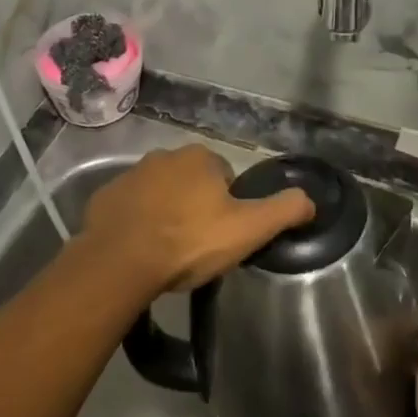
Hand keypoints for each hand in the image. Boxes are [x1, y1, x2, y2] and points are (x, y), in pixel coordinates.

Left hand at [82, 146, 314, 296]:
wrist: (121, 260)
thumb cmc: (189, 241)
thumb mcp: (247, 229)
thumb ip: (283, 211)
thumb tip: (311, 199)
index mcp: (201, 158)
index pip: (225, 176)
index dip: (228, 205)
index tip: (224, 234)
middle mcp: (165, 155)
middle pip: (191, 181)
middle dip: (195, 206)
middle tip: (197, 245)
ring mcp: (132, 174)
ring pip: (159, 192)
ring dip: (165, 212)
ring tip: (168, 251)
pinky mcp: (106, 196)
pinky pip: (129, 207)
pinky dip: (136, 222)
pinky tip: (139, 250)